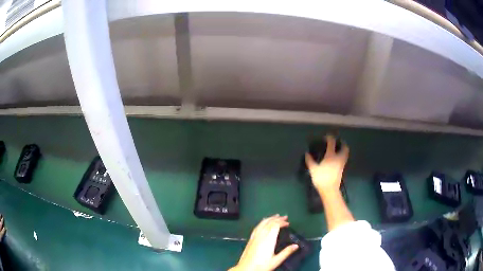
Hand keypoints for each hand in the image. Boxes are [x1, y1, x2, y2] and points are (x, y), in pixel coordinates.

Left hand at [230, 215, 298, 270]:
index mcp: (268, 239)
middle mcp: (261, 236)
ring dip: (269, 219)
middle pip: (269, 223)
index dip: (282, 222)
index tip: (288, 223)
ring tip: (275, 216)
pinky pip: (256, 227)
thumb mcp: (276, 260)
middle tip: (284, 217)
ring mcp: (254, 237)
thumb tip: (296, 245)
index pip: (275, 225)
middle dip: (277, 218)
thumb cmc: (262, 265)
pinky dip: (262, 222)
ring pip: (262, 224)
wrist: (246, 269)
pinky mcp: (250, 240)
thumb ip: (286, 252)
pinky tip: (263, 223)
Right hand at [305, 135, 348, 193]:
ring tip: (339, 149)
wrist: (330, 190)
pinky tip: (337, 158)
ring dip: (343, 150)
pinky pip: (344, 159)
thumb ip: (310, 161)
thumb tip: (307, 154)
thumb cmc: (321, 178)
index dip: (329, 138)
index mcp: (331, 156)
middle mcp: (338, 158)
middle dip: (342, 143)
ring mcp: (341, 164)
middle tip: (338, 142)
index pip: (332, 143)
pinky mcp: (342, 169)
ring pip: (345, 154)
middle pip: (344, 148)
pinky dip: (342, 156)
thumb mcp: (313, 169)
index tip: (326, 136)